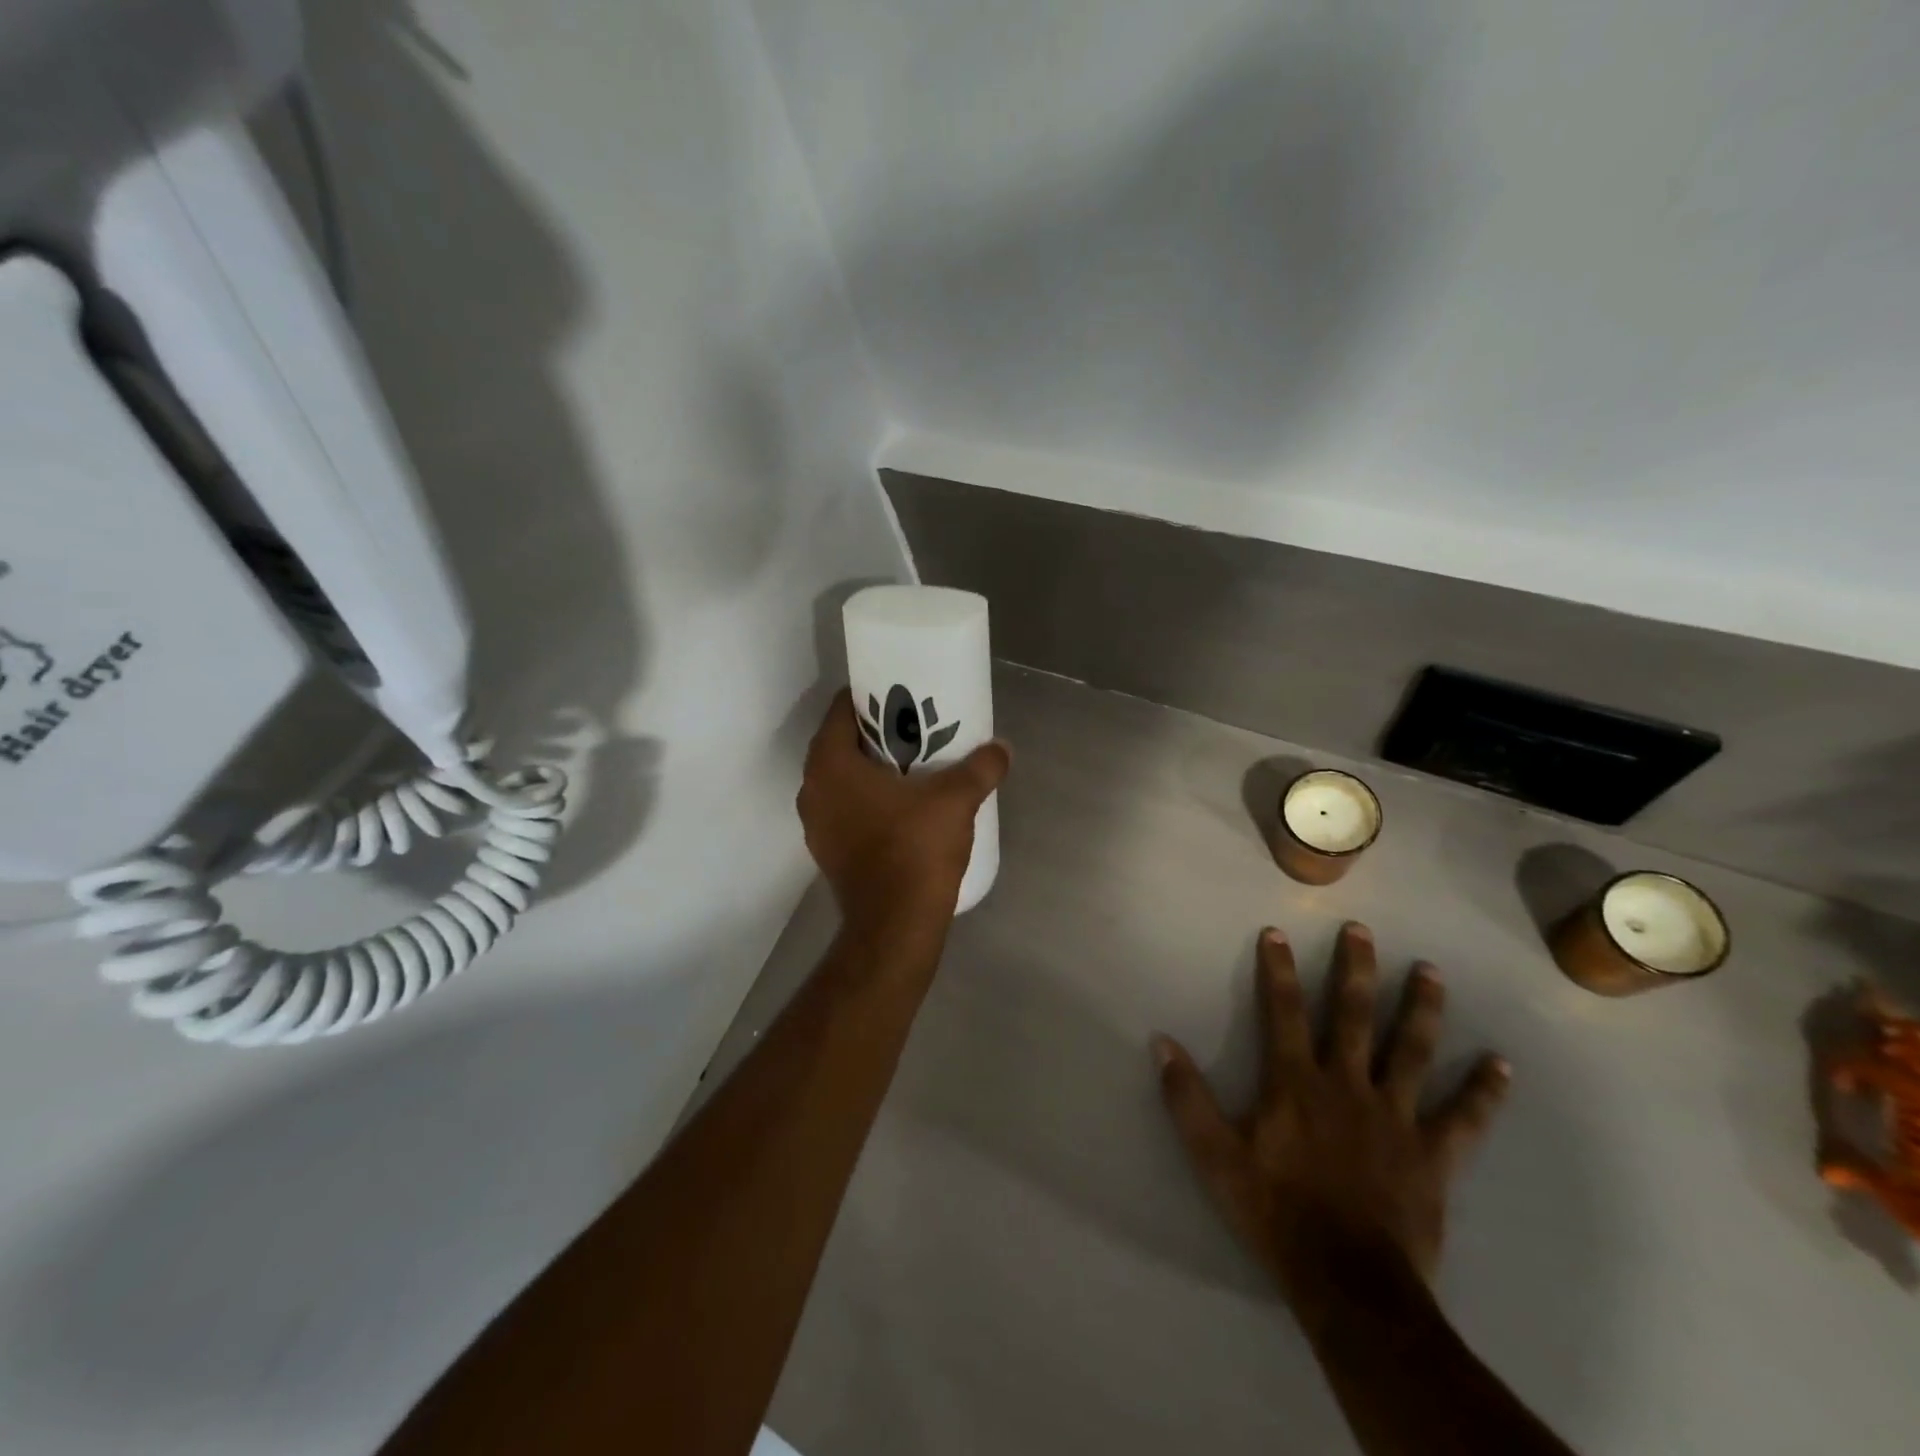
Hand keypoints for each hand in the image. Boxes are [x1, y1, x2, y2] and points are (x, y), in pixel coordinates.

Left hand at [798, 689, 1010, 928]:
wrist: (894, 925)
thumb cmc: (915, 849)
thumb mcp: (955, 800)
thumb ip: (980, 768)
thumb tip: (1002, 748)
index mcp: (830, 764)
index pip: (840, 711)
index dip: (868, 698)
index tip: (899, 696)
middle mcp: (812, 789)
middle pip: (840, 744)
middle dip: (873, 733)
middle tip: (912, 727)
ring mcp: (815, 823)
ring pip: (840, 779)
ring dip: (868, 769)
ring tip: (909, 764)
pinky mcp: (826, 851)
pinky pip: (844, 809)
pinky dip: (865, 800)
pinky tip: (899, 806)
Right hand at [1153, 923, 1508, 1325]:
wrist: (1349, 1284)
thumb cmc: (1276, 1213)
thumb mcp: (1215, 1157)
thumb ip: (1187, 1098)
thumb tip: (1162, 1043)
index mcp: (1295, 1083)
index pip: (1283, 1012)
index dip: (1277, 970)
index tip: (1276, 932)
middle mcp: (1347, 1085)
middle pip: (1353, 1015)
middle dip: (1355, 969)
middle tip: (1362, 931)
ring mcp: (1395, 1117)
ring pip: (1411, 1051)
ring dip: (1421, 1008)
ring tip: (1431, 971)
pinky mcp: (1432, 1155)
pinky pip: (1465, 1119)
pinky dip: (1483, 1092)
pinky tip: (1500, 1064)